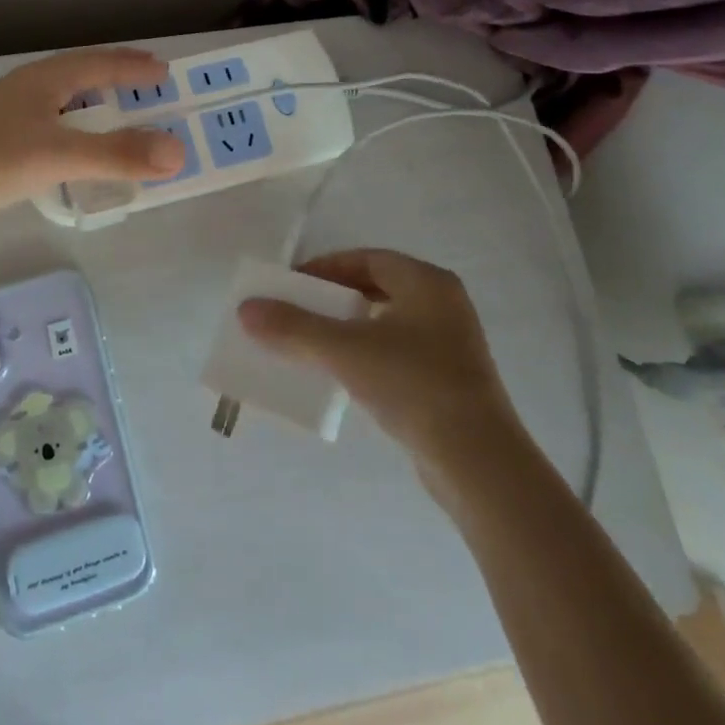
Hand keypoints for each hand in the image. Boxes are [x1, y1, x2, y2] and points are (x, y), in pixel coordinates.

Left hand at [0, 48, 187, 228]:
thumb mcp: (59, 155)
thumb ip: (118, 154)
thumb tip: (179, 150)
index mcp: (43, 79)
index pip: (99, 63)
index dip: (133, 66)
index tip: (164, 70)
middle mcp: (26, 87)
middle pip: (80, 73)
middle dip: (115, 76)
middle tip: (147, 83)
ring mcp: (7, 112)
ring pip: (62, 97)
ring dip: (93, 101)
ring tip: (117, 111)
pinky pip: (49, 121)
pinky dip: (74, 126)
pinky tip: (72, 146)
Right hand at [238, 249, 528, 512]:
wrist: (479, 465)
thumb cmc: (414, 386)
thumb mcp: (346, 351)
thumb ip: (294, 328)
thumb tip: (245, 310)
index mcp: (426, 282)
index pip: (366, 259)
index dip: (325, 267)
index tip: (291, 283)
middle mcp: (443, 305)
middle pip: (376, 287)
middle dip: (333, 297)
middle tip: (297, 310)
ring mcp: (451, 345)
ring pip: (386, 322)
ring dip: (348, 328)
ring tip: (312, 342)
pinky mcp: (450, 381)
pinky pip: (397, 352)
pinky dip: (367, 354)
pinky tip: (344, 375)